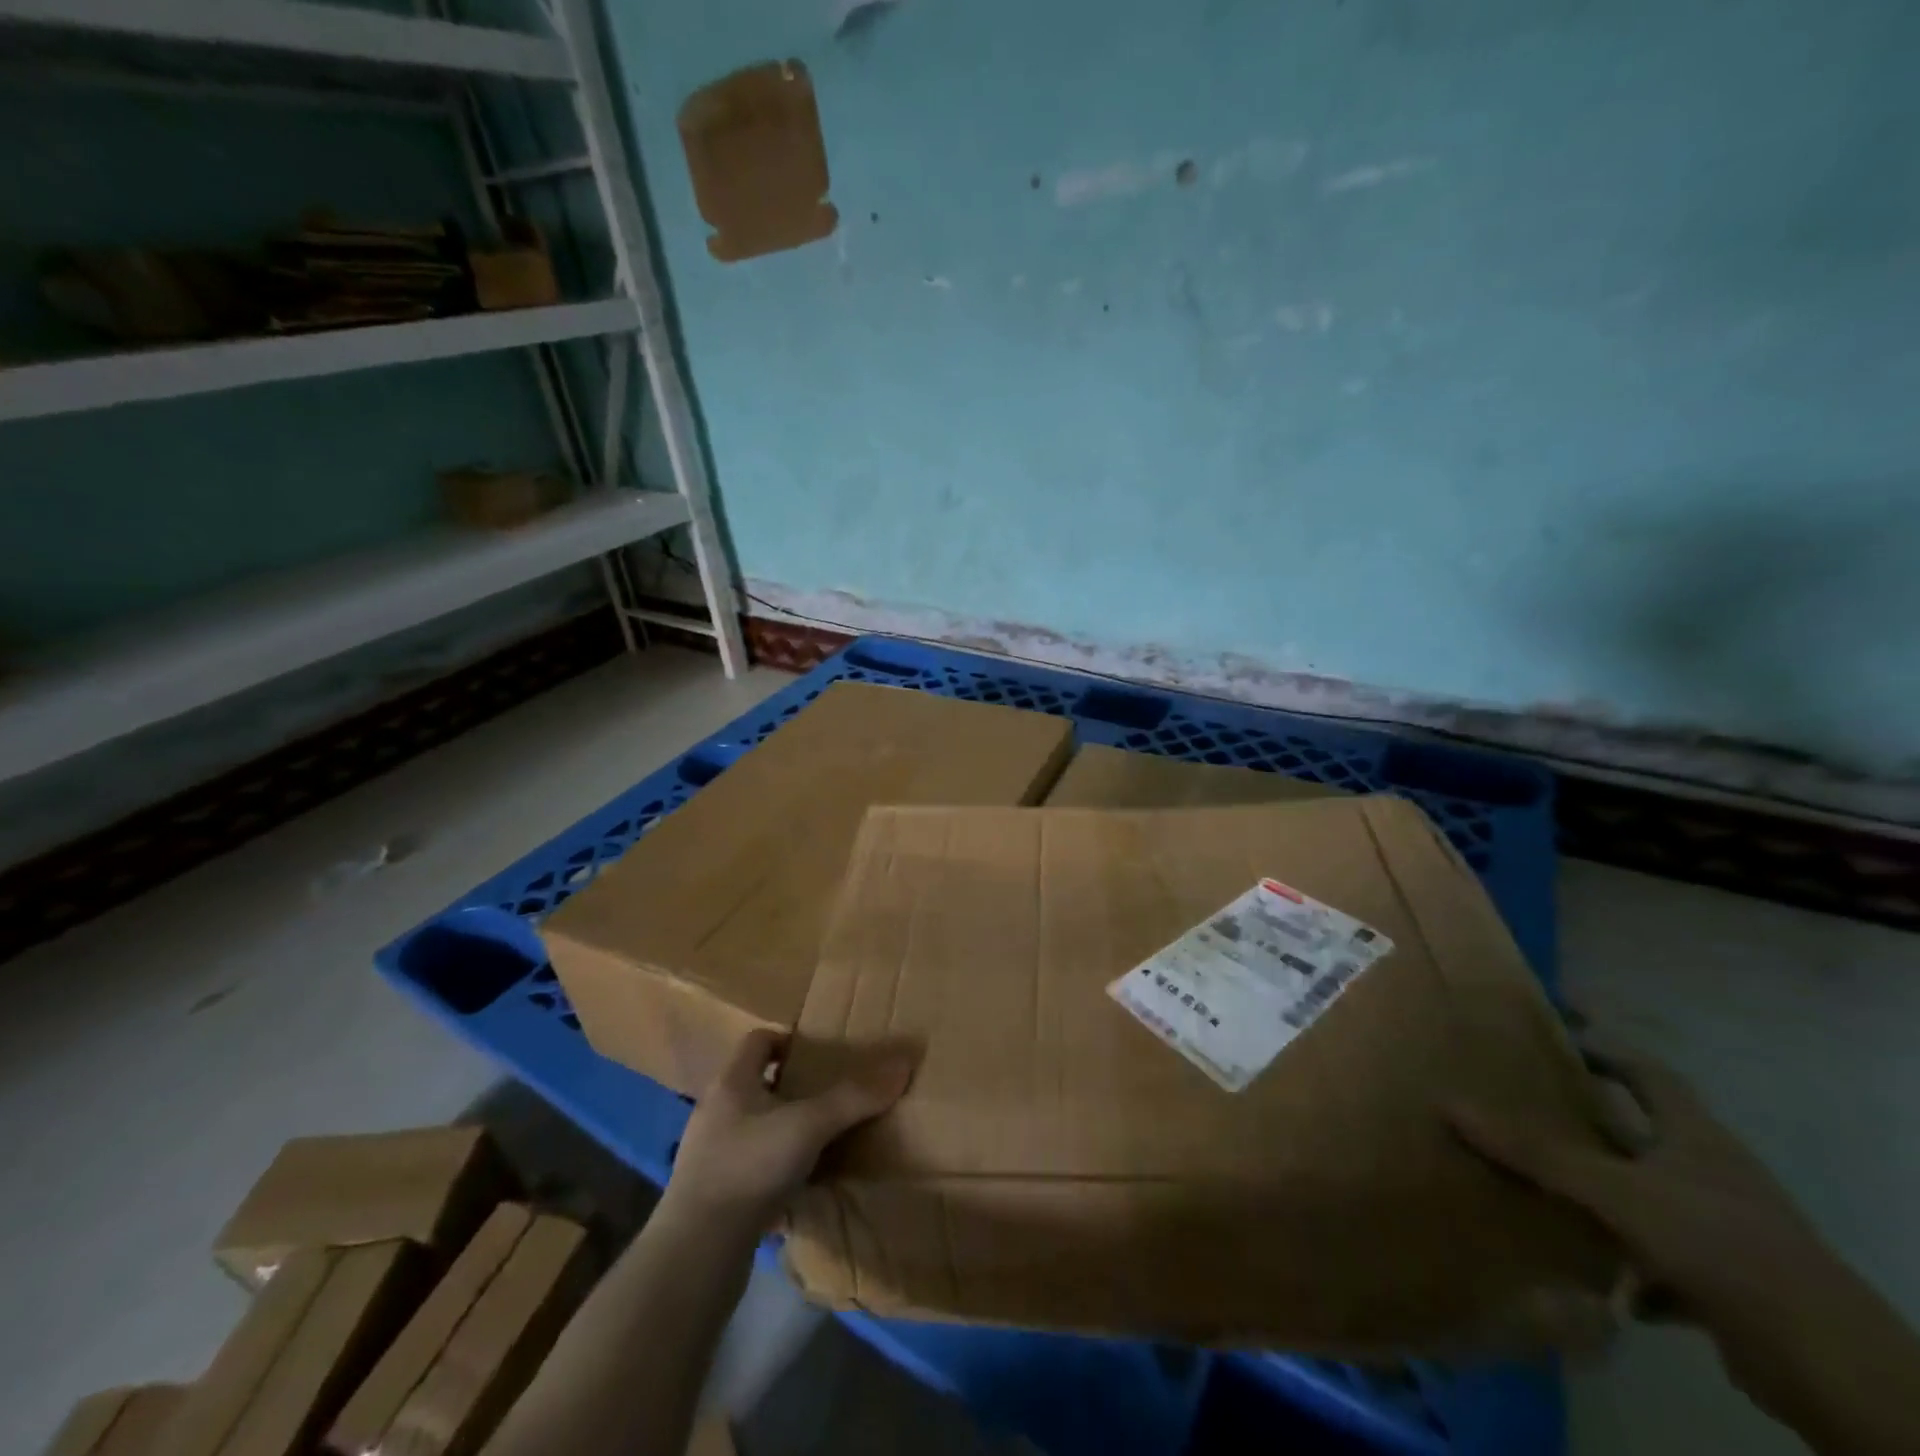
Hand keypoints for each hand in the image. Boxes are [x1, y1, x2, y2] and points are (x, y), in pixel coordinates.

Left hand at [665, 1029, 912, 1233]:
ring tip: (822, 1139)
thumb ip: (855, 1097)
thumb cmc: (749, 1168)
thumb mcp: (809, 1126)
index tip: (821, 1055)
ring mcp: (710, 1155)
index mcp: (731, 1082)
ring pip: (754, 1126)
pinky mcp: (714, 1194)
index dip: (788, 1040)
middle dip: (792, 1086)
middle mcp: (716, 1111)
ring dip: (785, 1129)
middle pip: (757, 1083)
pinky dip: (776, 1167)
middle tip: (830, 1095)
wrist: (696, 1255)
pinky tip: (801, 1185)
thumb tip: (903, 1063)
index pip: (758, 1040)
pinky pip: (751, 1166)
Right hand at [1449, 1039, 1919, 1447]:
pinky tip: (1589, 1276)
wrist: (1826, 1363)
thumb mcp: (1616, 1191)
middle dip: (1588, 1122)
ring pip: (1646, 1197)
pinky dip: (1625, 1266)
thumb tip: (1448, 1105)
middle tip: (1527, 1104)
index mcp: (1695, 1137)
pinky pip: (1659, 1261)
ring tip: (1540, 1188)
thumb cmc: (1720, 1244)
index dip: (1606, 1046)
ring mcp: (1722, 1231)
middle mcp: (1710, 1174)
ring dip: (1601, 1195)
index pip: (1647, 1072)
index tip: (1561, 1025)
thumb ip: (1535, 1152)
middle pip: (1642, 1134)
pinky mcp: (1726, 1284)